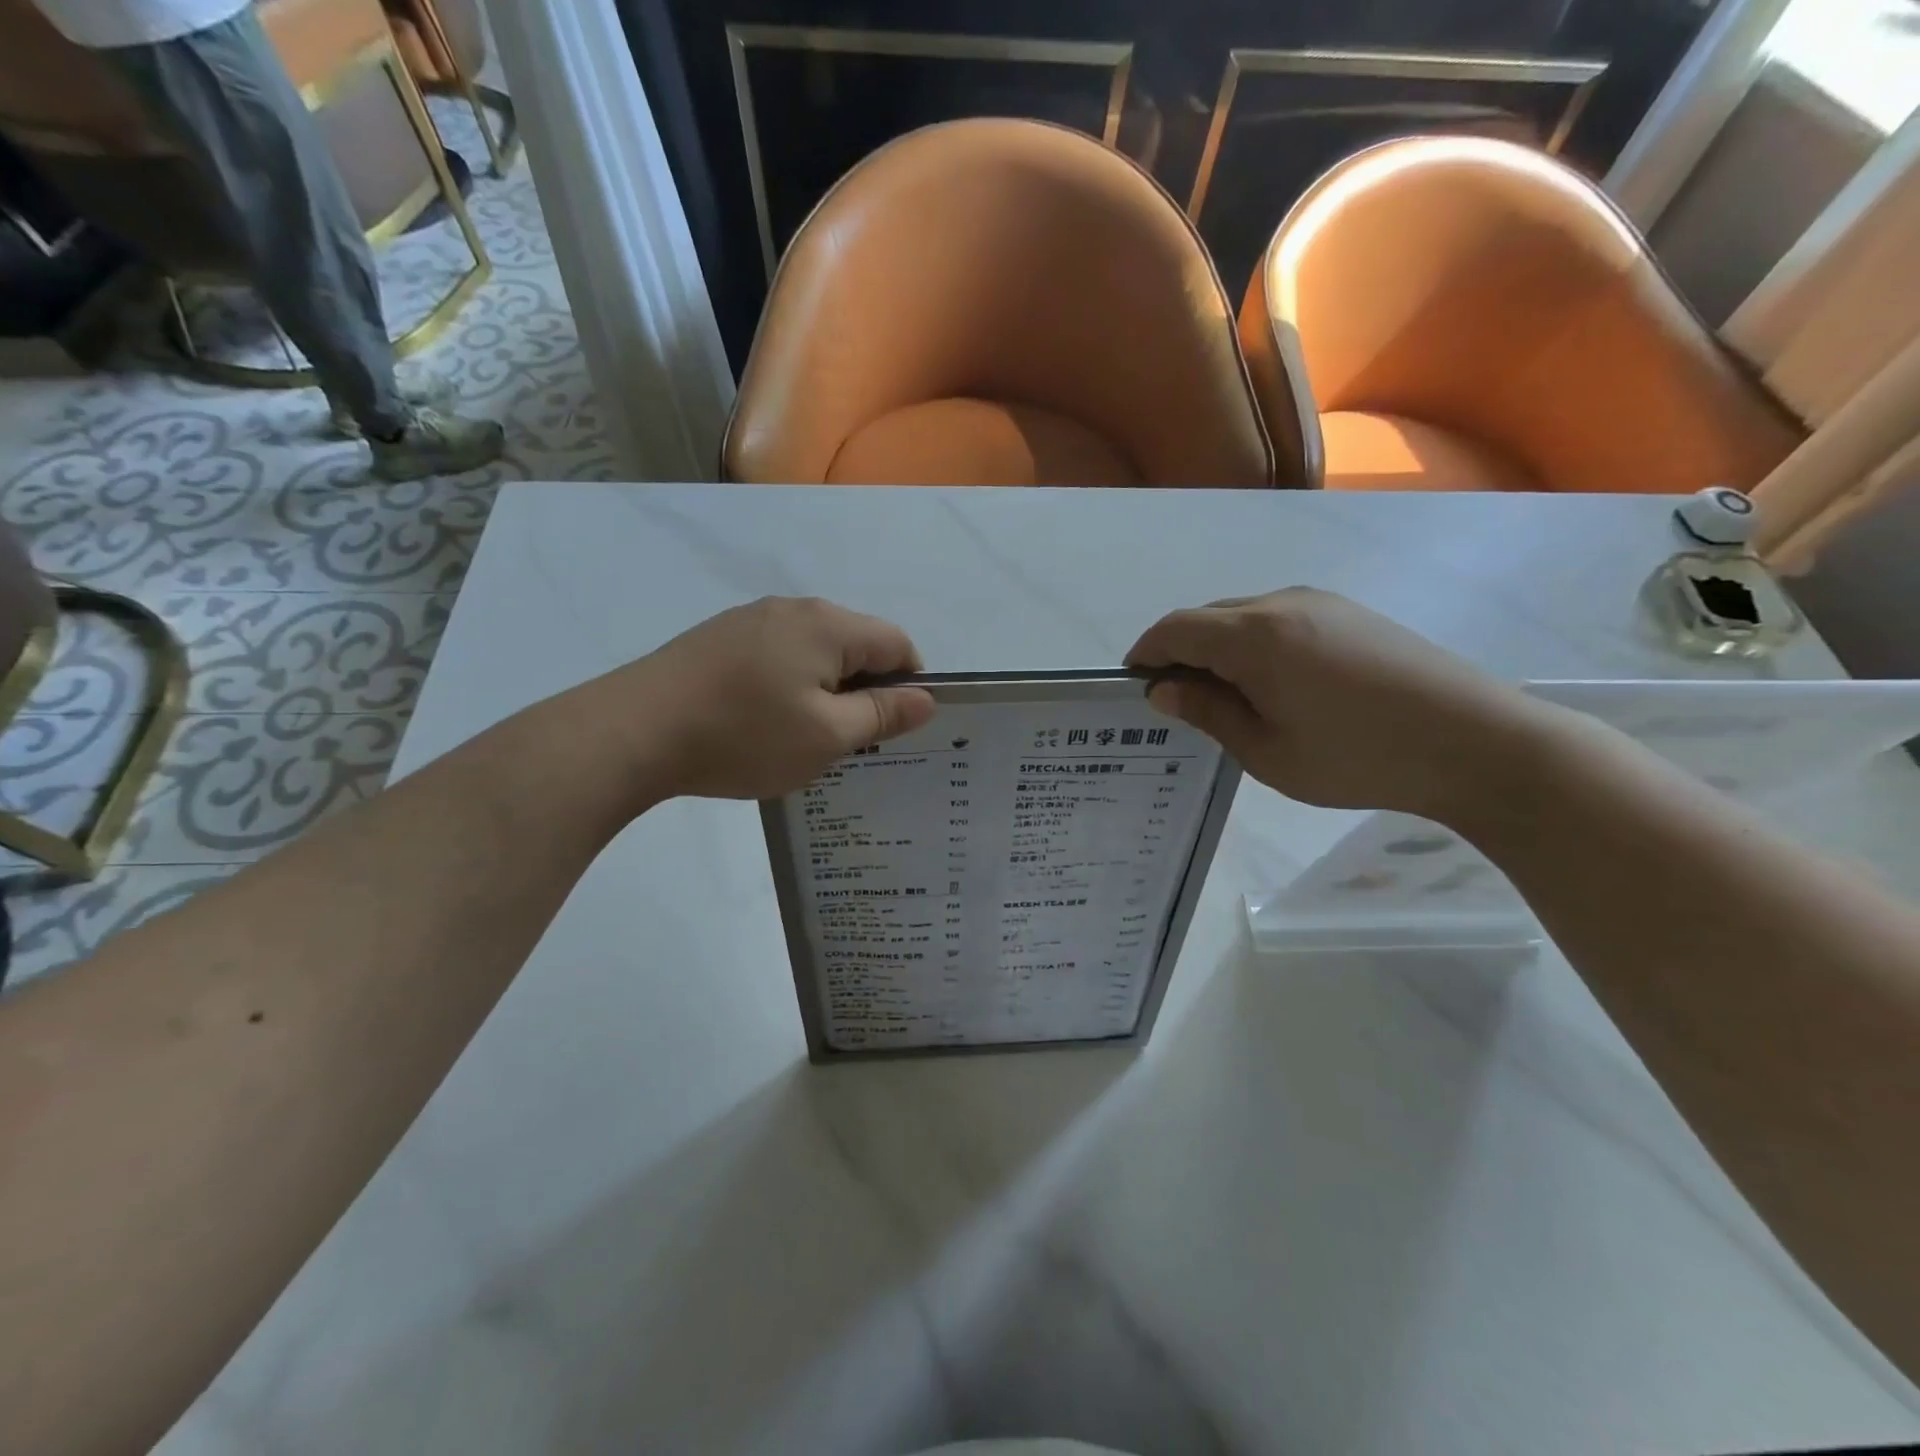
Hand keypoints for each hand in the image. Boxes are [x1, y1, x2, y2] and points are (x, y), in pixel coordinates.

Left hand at [623, 596, 936, 800]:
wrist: (633, 731)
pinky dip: (787, 685)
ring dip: (825, 689)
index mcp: (828, 625)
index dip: (909, 684)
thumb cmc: (744, 736)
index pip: (897, 642)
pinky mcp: (718, 638)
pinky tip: (762, 722)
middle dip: (865, 688)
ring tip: (804, 736)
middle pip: (855, 642)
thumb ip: (882, 714)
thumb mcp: (826, 736)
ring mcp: (750, 619)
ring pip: (814, 651)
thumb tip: (927, 698)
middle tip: (850, 740)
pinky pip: (776, 656)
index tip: (893, 727)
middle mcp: (793, 608)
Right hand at [1126, 588, 1549, 820]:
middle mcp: (1282, 603)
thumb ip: (1209, 713)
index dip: (1146, 653)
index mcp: (1254, 636)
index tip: (1135, 686)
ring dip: (1218, 649)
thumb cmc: (1358, 757)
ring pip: (1243, 617)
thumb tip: (1164, 689)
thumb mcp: (1267, 751)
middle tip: (1179, 702)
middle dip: (1180, 652)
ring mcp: (1321, 603)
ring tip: (1225, 699)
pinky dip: (1254, 645)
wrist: (1477, 743)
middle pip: (1206, 617)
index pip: (1175, 629)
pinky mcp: (1350, 613)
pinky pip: (1279, 619)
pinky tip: (1272, 686)